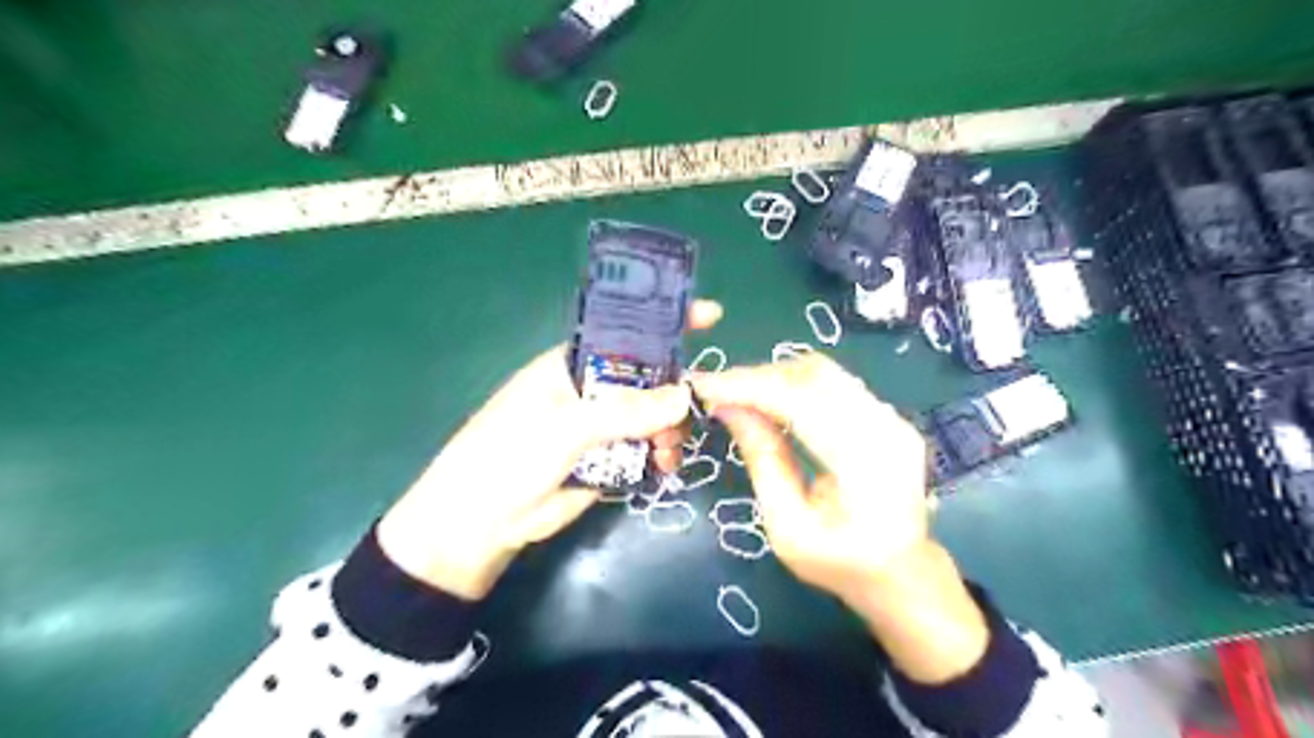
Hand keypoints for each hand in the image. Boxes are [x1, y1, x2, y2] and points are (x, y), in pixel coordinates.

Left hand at [382, 299, 722, 598]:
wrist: (481, 522)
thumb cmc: (509, 454)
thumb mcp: (565, 426)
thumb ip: (624, 411)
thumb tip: (685, 396)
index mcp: (575, 363)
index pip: (627, 331)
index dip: (666, 321)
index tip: (711, 316)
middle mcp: (594, 388)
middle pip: (651, 377)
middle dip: (676, 391)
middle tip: (688, 414)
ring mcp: (604, 425)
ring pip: (656, 415)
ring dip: (671, 429)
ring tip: (667, 452)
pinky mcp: (611, 458)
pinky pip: (649, 447)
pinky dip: (662, 454)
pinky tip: (664, 466)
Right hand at [690, 351, 926, 604]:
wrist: (901, 572)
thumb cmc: (840, 563)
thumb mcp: (787, 528)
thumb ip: (763, 462)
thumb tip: (728, 409)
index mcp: (867, 465)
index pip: (802, 401)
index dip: (749, 387)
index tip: (703, 386)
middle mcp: (886, 428)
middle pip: (813, 375)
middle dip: (756, 377)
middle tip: (713, 390)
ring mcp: (891, 416)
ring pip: (822, 372)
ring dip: (772, 377)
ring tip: (733, 393)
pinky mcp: (885, 413)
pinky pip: (831, 383)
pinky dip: (790, 384)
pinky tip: (765, 399)